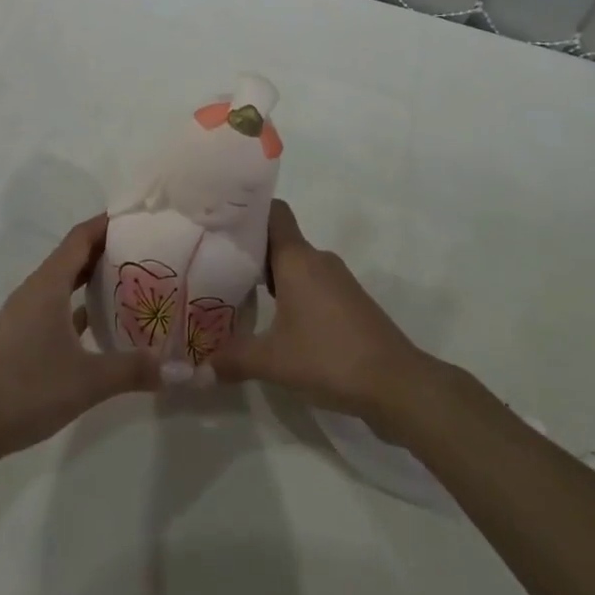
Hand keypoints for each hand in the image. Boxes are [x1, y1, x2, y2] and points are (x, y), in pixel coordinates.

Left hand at [0, 214, 160, 462]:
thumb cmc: (26, 389)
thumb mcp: (87, 381)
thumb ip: (133, 370)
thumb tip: (179, 370)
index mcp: (49, 284)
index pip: (81, 237)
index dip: (108, 223)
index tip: (139, 218)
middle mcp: (36, 290)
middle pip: (74, 255)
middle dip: (108, 248)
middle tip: (147, 249)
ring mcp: (25, 313)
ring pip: (64, 281)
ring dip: (93, 276)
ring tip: (131, 280)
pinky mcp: (21, 336)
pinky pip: (56, 305)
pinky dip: (79, 304)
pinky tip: (101, 322)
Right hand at [210, 201, 432, 426]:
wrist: (396, 383)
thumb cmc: (329, 357)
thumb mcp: (273, 362)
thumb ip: (233, 359)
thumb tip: (198, 368)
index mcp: (297, 259)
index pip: (273, 212)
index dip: (248, 211)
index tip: (221, 223)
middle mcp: (318, 260)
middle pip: (280, 240)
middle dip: (251, 251)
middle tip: (218, 266)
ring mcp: (338, 280)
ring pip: (297, 265)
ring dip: (272, 277)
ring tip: (241, 295)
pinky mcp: (350, 302)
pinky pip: (313, 285)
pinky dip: (293, 294)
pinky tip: (277, 322)